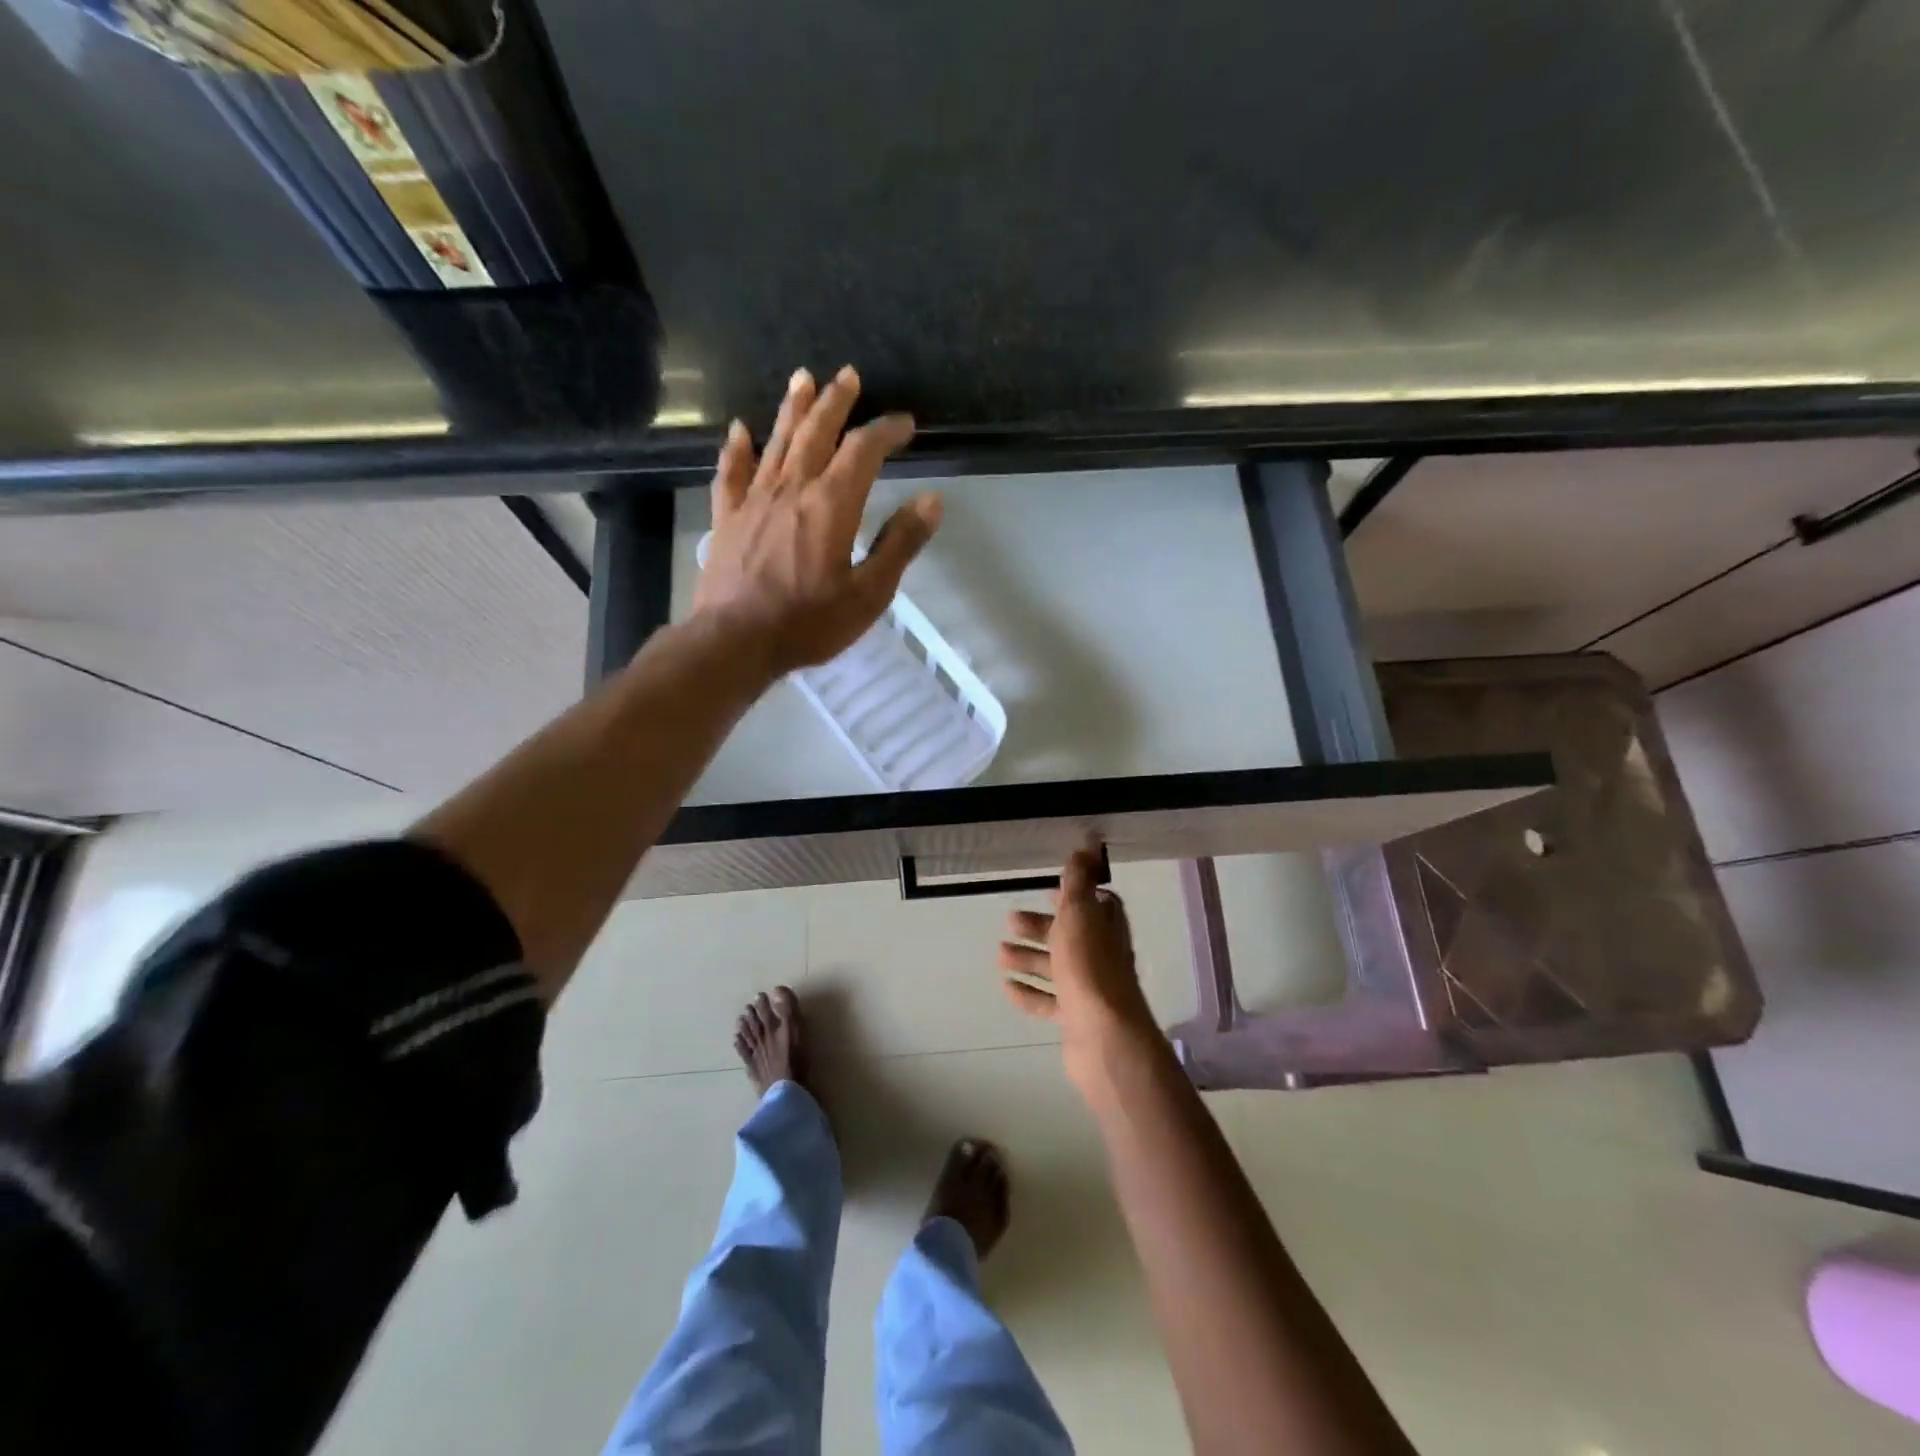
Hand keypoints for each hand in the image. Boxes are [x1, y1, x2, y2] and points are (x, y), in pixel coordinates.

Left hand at [695, 364, 939, 675]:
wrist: (736, 640)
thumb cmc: (809, 622)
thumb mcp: (869, 593)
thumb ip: (900, 544)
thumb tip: (932, 501)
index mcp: (832, 504)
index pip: (864, 451)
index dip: (886, 431)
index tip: (905, 424)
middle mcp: (792, 489)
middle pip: (816, 432)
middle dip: (836, 402)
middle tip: (848, 376)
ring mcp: (755, 500)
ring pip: (777, 442)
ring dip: (793, 409)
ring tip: (803, 378)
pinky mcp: (728, 517)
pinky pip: (732, 473)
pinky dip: (737, 448)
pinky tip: (741, 430)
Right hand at [999, 842, 1162, 1091]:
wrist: (1103, 1036)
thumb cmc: (1089, 967)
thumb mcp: (1079, 914)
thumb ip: (1078, 881)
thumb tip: (1087, 843)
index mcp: (1106, 928)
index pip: (1094, 904)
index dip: (1072, 896)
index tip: (1047, 891)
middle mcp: (1102, 956)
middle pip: (1070, 935)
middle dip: (1040, 927)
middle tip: (1009, 921)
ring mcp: (1090, 989)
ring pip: (1057, 967)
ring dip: (1029, 958)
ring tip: (999, 954)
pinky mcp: (1076, 1018)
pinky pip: (1049, 1001)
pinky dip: (1029, 992)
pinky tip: (1007, 986)